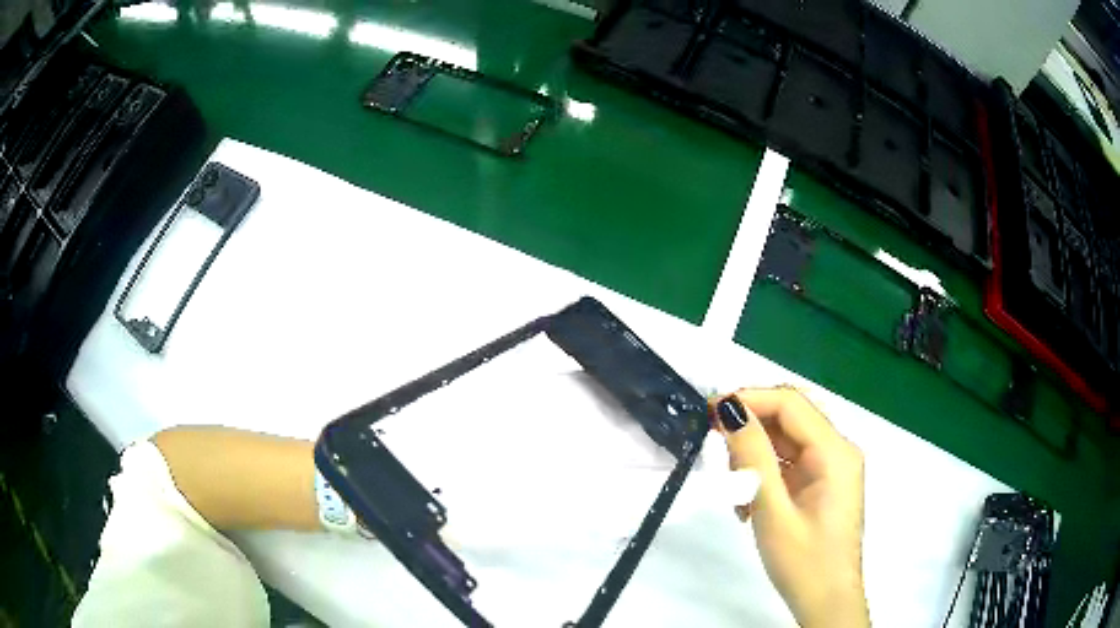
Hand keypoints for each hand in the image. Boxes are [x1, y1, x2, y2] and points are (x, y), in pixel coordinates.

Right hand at [711, 387, 868, 627]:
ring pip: (785, 441)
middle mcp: (837, 451)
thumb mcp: (772, 509)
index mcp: (835, 452)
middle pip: (788, 419)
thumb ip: (752, 456)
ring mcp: (831, 468)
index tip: (708, 412)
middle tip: (719, 457)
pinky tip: (749, 504)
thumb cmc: (803, 562)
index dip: (749, 399)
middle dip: (750, 431)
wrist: (826, 602)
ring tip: (737, 495)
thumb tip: (731, 408)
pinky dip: (764, 476)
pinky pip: (789, 464)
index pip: (790, 403)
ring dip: (754, 459)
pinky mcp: (822, 484)